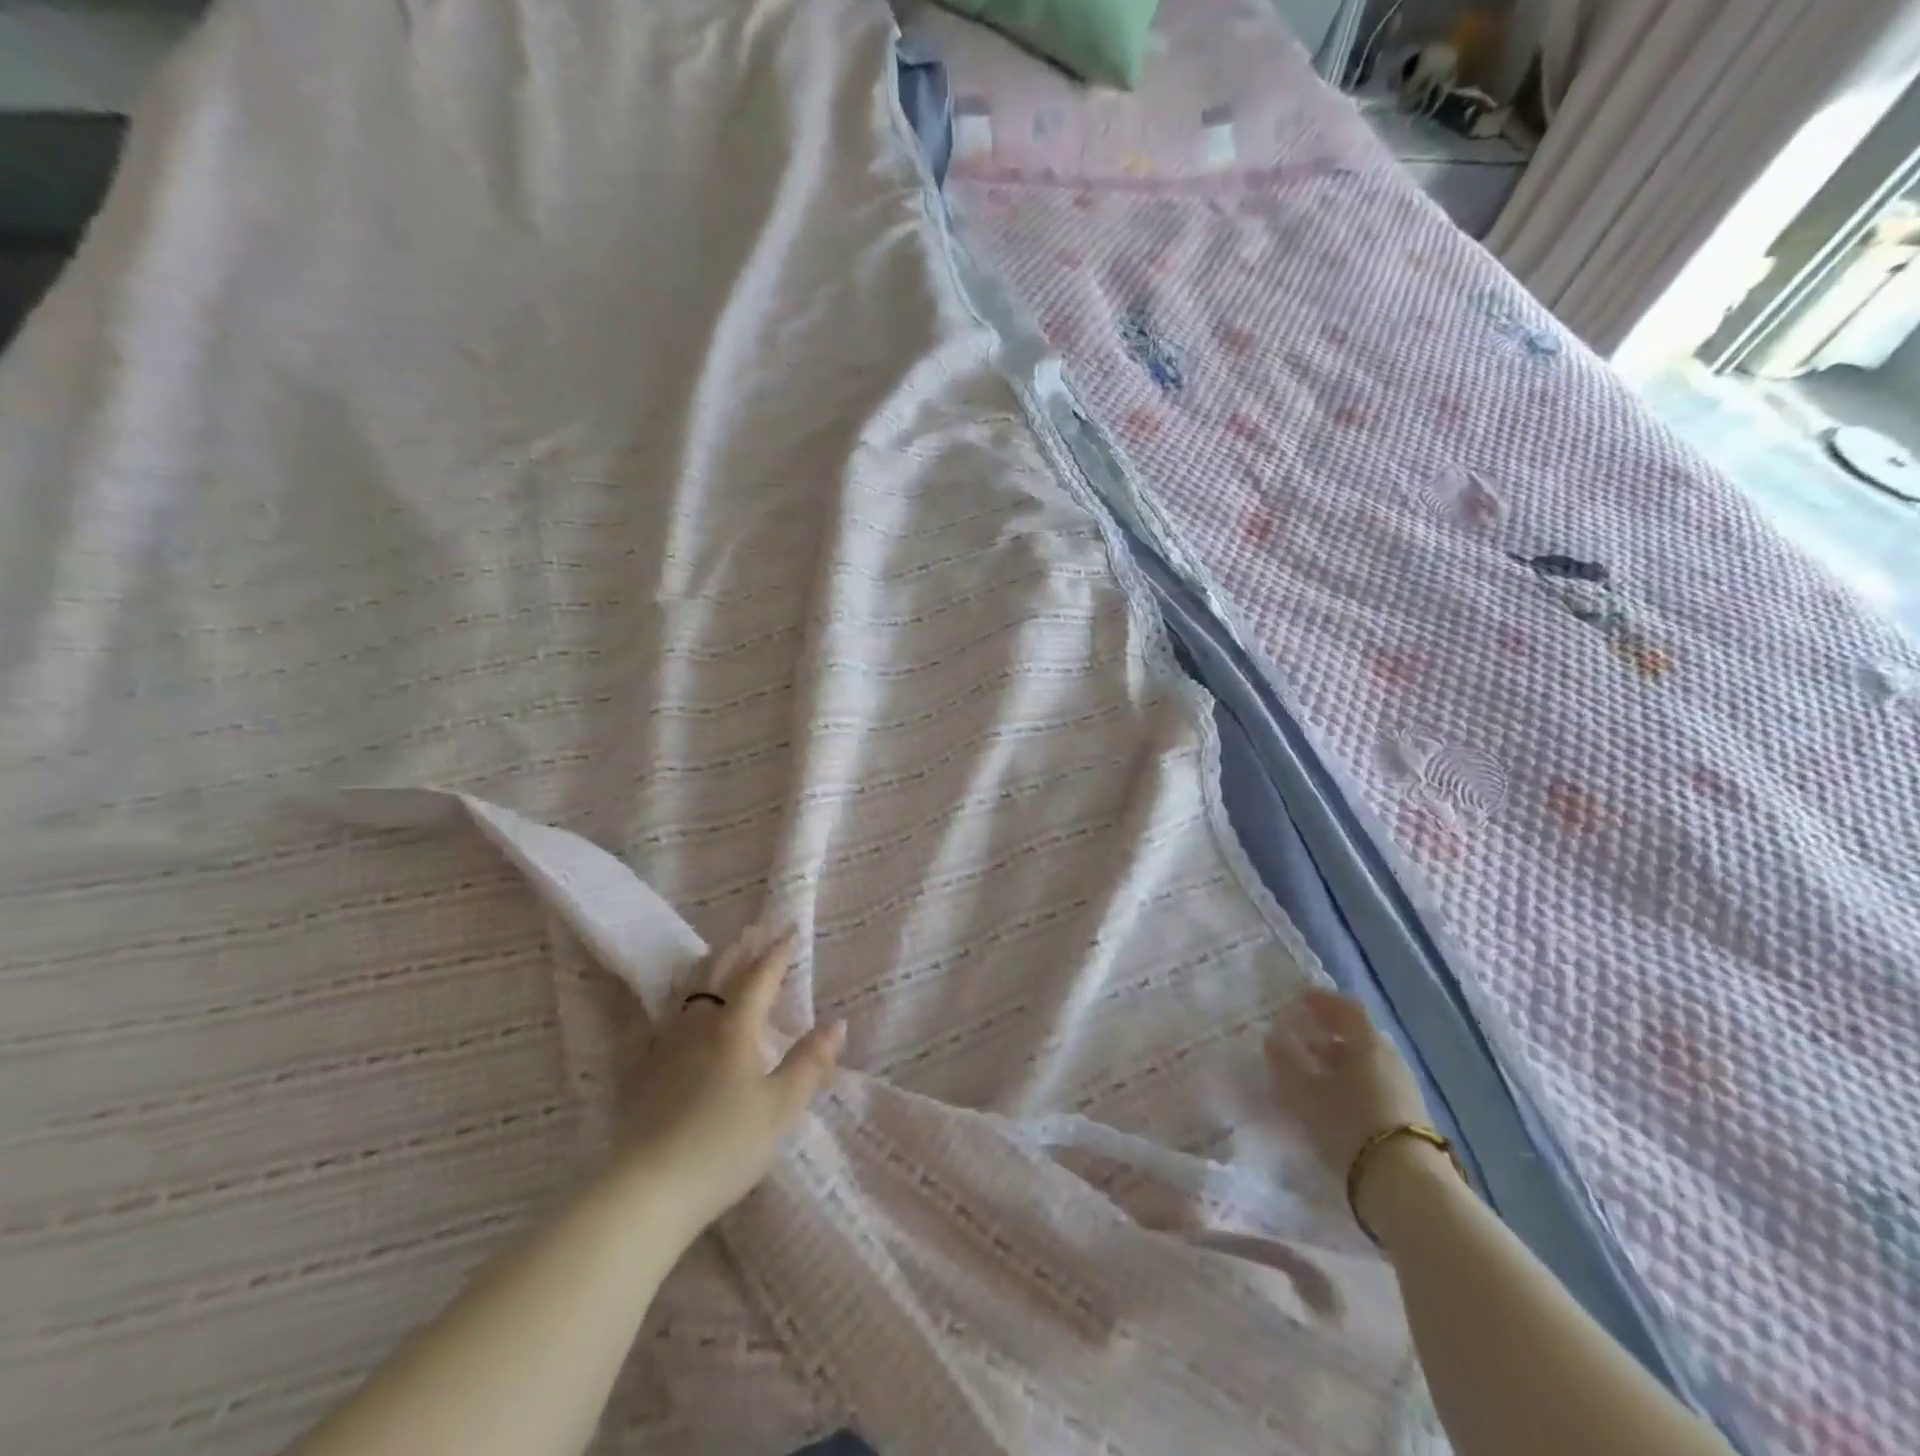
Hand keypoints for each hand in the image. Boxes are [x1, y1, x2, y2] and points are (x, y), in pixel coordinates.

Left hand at [613, 925, 844, 1235]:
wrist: (649, 1190)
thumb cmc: (725, 1146)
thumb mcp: (781, 1107)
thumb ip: (809, 1062)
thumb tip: (836, 1023)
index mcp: (735, 1028)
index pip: (760, 977)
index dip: (777, 953)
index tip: (791, 931)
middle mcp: (697, 1025)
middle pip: (720, 974)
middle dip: (740, 950)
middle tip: (753, 930)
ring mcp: (662, 1046)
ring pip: (686, 993)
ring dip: (706, 968)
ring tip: (716, 955)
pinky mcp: (637, 1072)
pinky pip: (644, 1025)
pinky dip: (653, 1006)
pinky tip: (645, 1005)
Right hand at [1265, 988, 1432, 1185]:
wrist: (1406, 1185)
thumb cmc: (1349, 1123)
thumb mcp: (1304, 1090)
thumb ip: (1284, 1059)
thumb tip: (1274, 1037)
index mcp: (1367, 1041)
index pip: (1345, 1006)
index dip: (1320, 999)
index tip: (1297, 1000)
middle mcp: (1389, 1057)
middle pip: (1356, 1033)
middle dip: (1326, 1032)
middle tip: (1298, 1038)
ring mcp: (1402, 1086)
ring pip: (1364, 1060)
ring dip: (1337, 1060)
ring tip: (1310, 1072)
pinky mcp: (1407, 1114)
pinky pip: (1372, 1082)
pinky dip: (1349, 1080)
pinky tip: (1332, 1099)